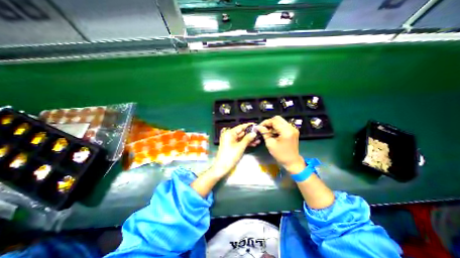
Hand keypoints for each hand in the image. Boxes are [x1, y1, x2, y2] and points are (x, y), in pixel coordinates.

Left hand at [210, 123, 259, 176]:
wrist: (222, 167)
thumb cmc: (230, 156)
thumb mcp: (240, 147)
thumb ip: (247, 139)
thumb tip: (254, 133)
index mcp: (230, 133)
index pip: (240, 127)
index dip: (248, 126)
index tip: (255, 125)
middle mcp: (229, 135)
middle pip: (241, 132)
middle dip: (250, 134)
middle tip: (259, 134)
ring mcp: (230, 140)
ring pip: (241, 138)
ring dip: (249, 139)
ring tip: (258, 140)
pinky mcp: (232, 145)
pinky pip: (240, 142)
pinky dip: (245, 143)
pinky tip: (253, 144)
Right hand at [258, 116, 304, 172]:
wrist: (292, 161)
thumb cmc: (280, 154)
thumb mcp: (270, 144)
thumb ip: (265, 133)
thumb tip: (258, 127)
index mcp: (286, 131)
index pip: (274, 121)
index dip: (265, 122)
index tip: (259, 127)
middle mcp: (291, 127)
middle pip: (278, 118)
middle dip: (269, 122)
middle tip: (263, 128)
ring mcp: (293, 129)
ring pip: (280, 121)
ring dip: (273, 125)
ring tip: (268, 131)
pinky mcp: (293, 131)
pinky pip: (283, 125)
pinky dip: (277, 127)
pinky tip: (273, 133)